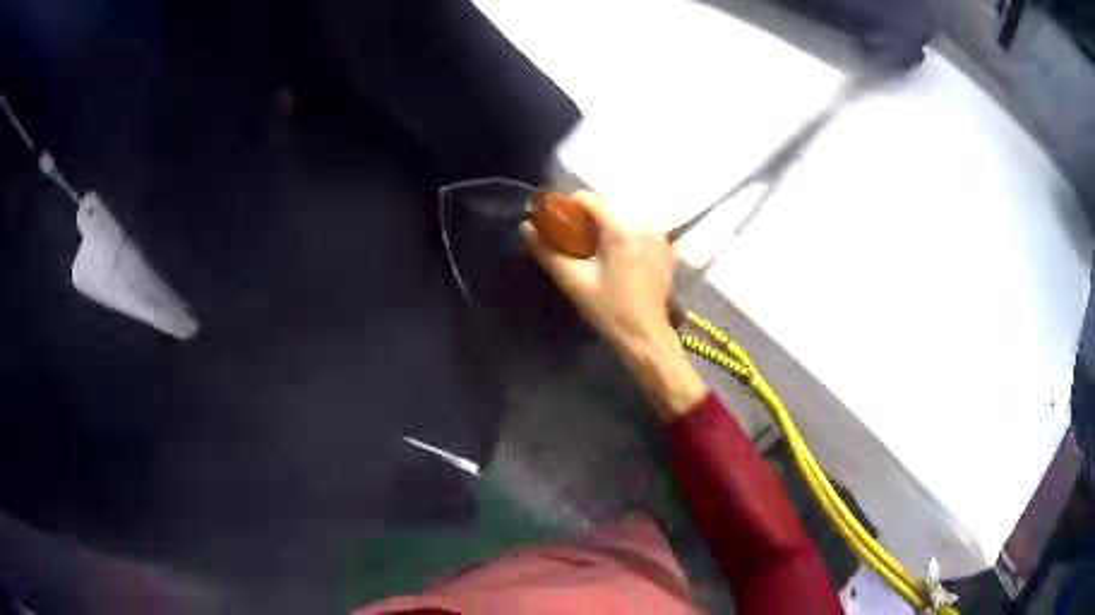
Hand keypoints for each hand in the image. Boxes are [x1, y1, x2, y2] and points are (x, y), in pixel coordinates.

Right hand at [521, 191, 705, 420]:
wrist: (645, 336)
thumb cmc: (609, 310)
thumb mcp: (573, 281)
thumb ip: (547, 251)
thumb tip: (525, 228)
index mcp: (621, 229)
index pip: (588, 199)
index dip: (568, 208)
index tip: (558, 227)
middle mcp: (644, 225)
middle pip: (606, 210)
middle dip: (587, 223)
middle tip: (575, 247)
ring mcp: (659, 237)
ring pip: (623, 221)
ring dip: (606, 232)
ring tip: (596, 257)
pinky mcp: (667, 250)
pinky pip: (639, 234)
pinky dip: (626, 240)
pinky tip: (619, 263)